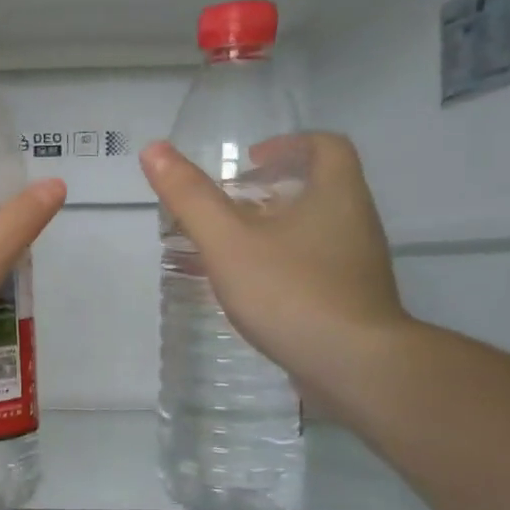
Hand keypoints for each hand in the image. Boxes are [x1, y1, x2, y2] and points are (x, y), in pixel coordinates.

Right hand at [140, 133, 408, 399]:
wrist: (354, 366)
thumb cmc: (290, 290)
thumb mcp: (227, 240)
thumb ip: (190, 197)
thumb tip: (153, 150)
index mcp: (335, 195)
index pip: (325, 147)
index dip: (286, 144)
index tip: (248, 161)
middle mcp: (354, 223)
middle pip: (316, 189)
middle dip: (268, 190)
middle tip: (226, 204)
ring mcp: (355, 265)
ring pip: (311, 230)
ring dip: (270, 229)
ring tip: (225, 246)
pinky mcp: (349, 300)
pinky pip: (311, 266)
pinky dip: (278, 264)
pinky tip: (247, 288)